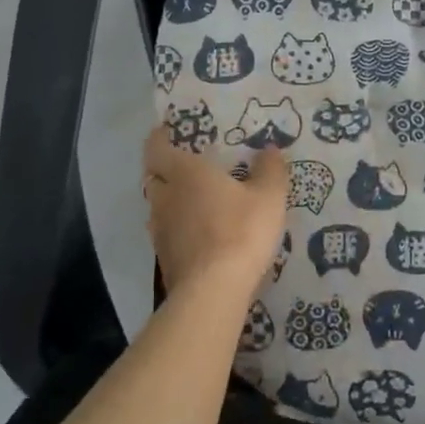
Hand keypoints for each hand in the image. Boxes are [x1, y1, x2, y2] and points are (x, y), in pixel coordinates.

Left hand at [141, 130, 287, 300]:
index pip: (156, 147)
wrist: (214, 291)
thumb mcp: (269, 196)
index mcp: (185, 173)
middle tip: (189, 166)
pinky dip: (178, 228)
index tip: (170, 132)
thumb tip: (269, 149)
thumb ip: (270, 169)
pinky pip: (166, 233)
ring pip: (159, 206)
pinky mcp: (164, 258)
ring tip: (196, 200)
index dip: (160, 137)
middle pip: (154, 176)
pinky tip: (199, 234)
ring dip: (172, 200)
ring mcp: (160, 230)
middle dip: (166, 169)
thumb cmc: (241, 231)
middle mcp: (165, 197)